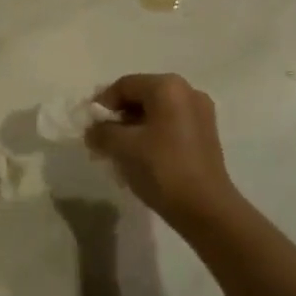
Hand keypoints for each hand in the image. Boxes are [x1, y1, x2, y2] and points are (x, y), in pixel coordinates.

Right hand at [86, 74, 239, 231]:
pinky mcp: (206, 134)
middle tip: (100, 139)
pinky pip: (170, 125)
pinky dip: (152, 135)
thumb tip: (92, 130)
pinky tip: (140, 157)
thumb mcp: (123, 147)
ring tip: (117, 152)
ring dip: (133, 128)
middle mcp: (187, 91)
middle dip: (118, 117)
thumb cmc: (162, 169)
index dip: (102, 104)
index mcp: (168, 87)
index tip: (88, 126)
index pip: (125, 85)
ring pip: (156, 113)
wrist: (206, 209)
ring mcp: (201, 113)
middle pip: (142, 96)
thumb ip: (102, 132)